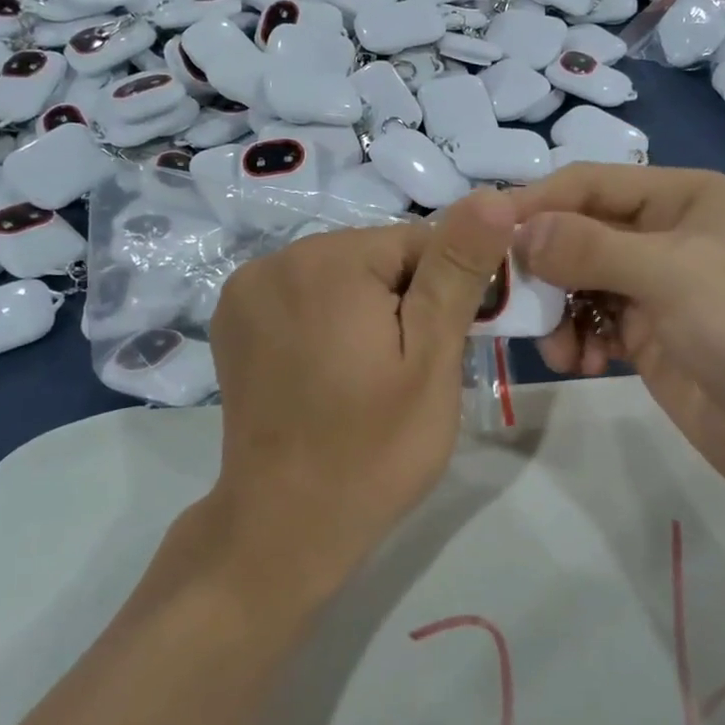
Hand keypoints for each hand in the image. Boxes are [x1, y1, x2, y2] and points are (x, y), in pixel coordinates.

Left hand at [203, 190, 516, 604]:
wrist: (284, 528)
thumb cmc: (373, 450)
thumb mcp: (431, 360)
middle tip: (411, 371)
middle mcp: (275, 260)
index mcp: (327, 261)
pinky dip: (328, 322)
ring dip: (367, 310)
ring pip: (340, 276)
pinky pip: (303, 297)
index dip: (448, 289)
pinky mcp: (232, 322)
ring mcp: (245, 291)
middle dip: (405, 300)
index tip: (449, 346)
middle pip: (374, 256)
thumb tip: (493, 196)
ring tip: (371, 377)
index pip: (418, 240)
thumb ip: (458, 272)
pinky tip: (331, 372)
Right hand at [512, 165, 724, 557]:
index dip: (535, 204)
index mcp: (682, 199)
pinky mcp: (649, 338)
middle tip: (507, 299)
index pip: (589, 185)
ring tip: (557, 348)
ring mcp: (657, 289)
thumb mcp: (673, 275)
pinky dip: (576, 339)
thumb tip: (517, 231)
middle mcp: (665, 235)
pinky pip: (592, 324)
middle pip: (579, 234)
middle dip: (542, 266)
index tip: (481, 232)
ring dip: (556, 311)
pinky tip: (578, 362)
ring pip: (579, 283)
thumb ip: (590, 248)